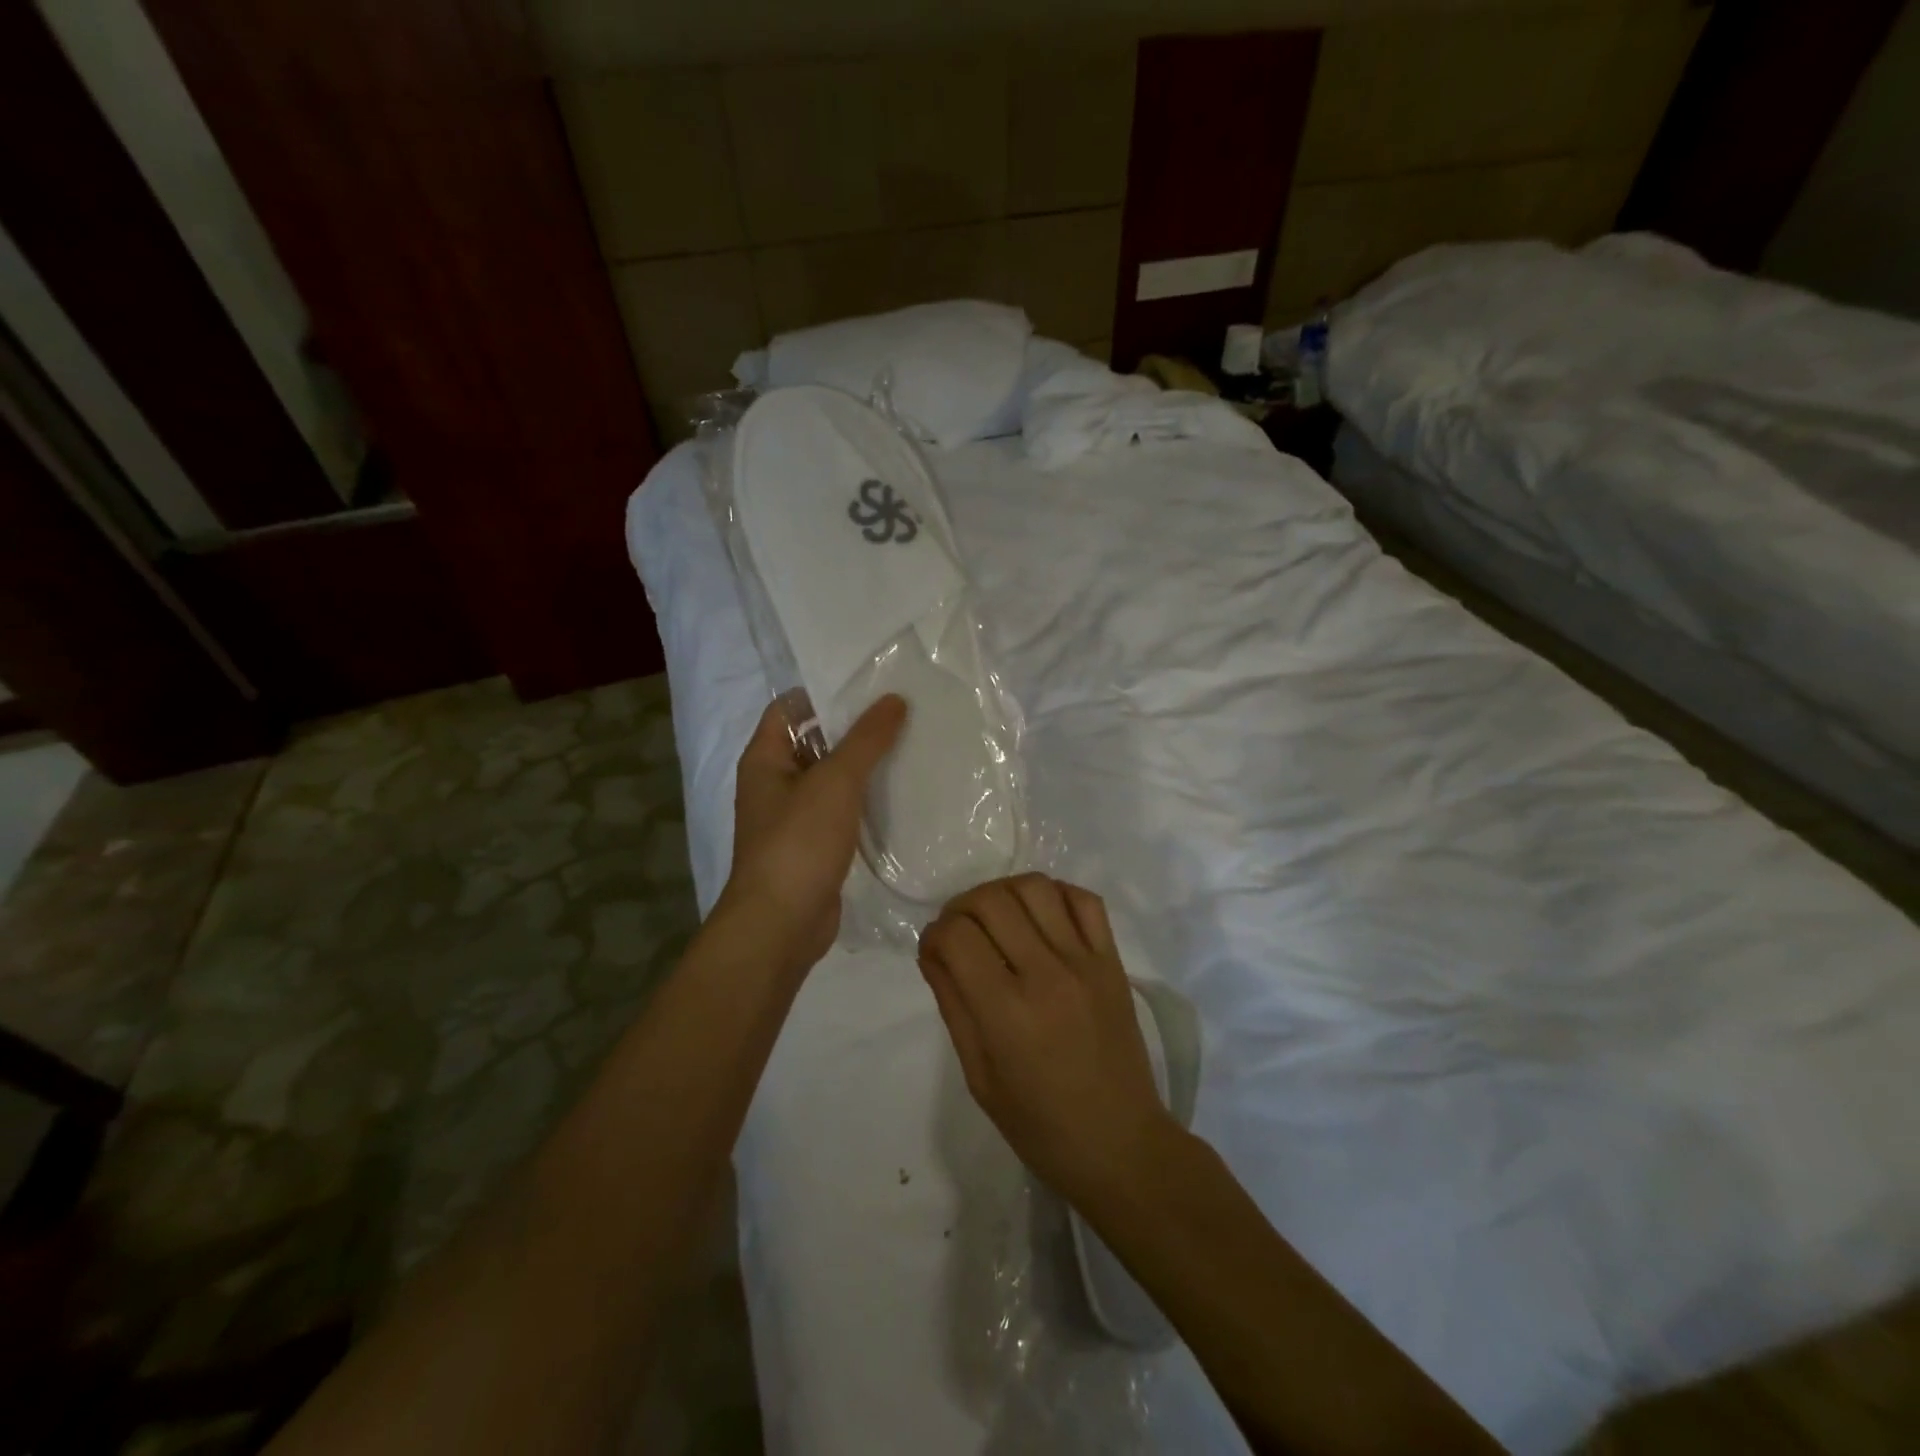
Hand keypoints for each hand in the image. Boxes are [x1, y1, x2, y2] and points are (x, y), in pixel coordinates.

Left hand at [720, 693, 906, 970]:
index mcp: (764, 759)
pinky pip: (840, 813)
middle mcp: (774, 784)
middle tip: (901, 715)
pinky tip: (900, 796)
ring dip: (862, 767)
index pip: (789, 709)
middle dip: (852, 730)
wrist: (781, 924)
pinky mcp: (813, 847)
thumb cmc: (799, 842)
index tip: (869, 688)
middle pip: (813, 742)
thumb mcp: (836, 781)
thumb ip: (866, 739)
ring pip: (830, 780)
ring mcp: (793, 818)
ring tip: (909, 748)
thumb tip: (894, 699)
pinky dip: (864, 803)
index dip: (823, 694)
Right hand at [918, 874, 1182, 1205]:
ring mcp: (1085, 962)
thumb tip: (933, 949)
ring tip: (998, 918)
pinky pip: (1085, 900)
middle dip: (961, 907)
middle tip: (960, 932)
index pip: (956, 937)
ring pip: (1036, 887)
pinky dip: (1055, 894)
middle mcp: (1046, 975)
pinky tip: (1040, 917)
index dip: (934, 935)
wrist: (1120, 1144)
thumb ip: (953, 1004)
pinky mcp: (1113, 961)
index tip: (935, 951)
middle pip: (991, 900)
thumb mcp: (978, 1076)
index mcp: (1006, 1013)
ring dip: (1004, 892)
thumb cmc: (1039, 1125)